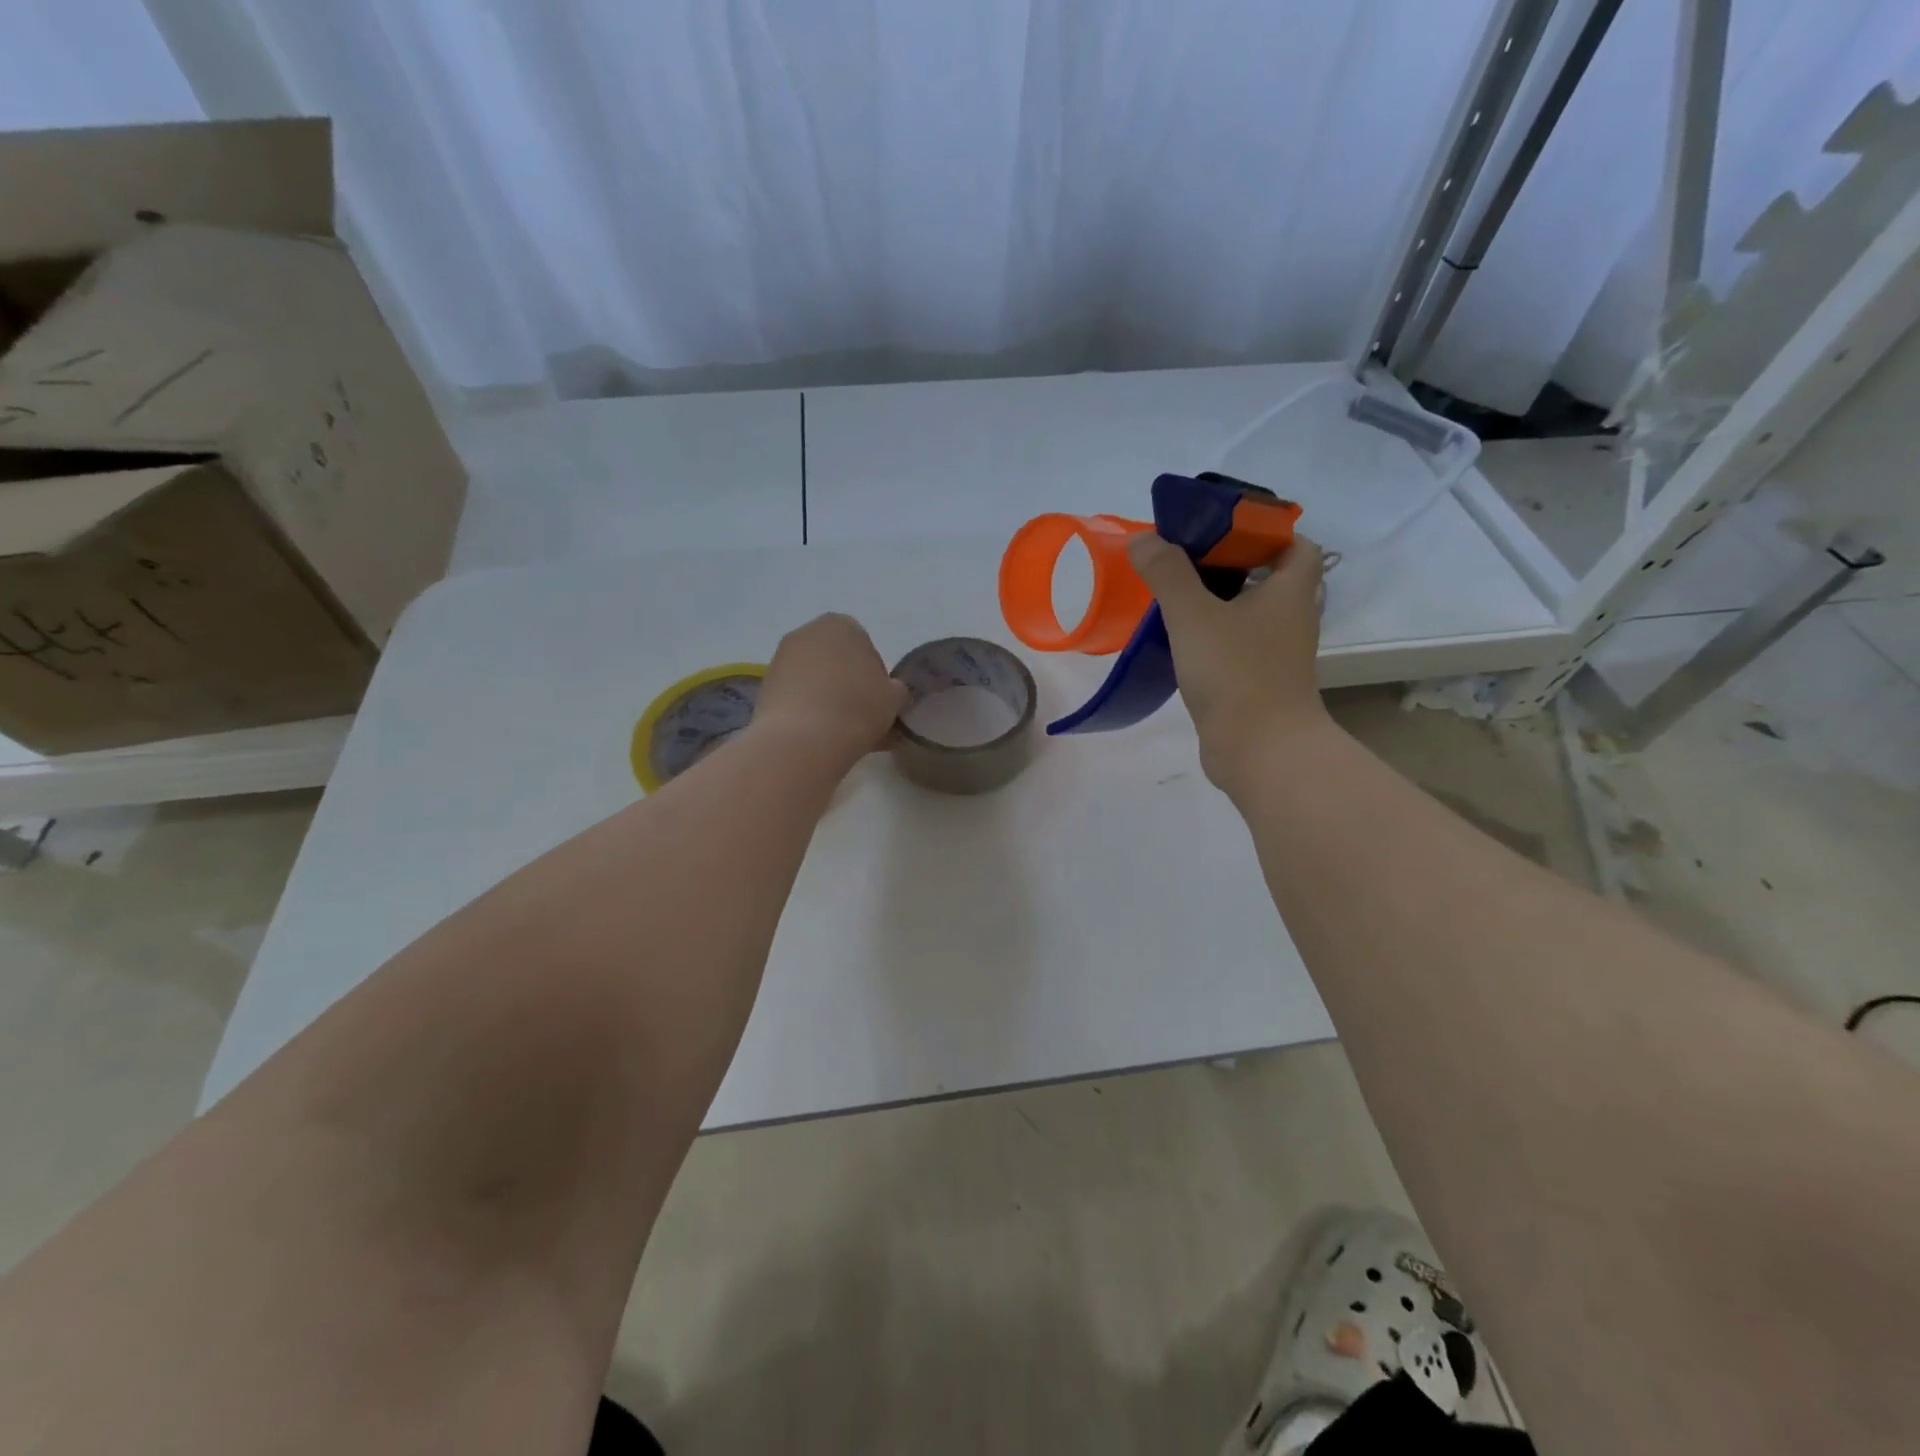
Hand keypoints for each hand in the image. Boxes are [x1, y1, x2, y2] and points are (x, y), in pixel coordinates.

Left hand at [752, 613, 909, 768]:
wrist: (802, 741)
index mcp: (842, 624)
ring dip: (826, 698)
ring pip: (814, 679)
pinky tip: (818, 737)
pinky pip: (795, 696)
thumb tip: (888, 692)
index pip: (865, 646)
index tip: (877, 701)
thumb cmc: (856, 708)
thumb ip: (895, 689)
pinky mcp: (764, 687)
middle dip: (846, 683)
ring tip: (839, 731)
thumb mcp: (894, 699)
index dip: (874, 676)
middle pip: (835, 660)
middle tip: (859, 715)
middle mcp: (807, 633)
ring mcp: (780, 659)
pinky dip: (806, 711)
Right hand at [1125, 530, 1334, 793]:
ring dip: (1216, 601)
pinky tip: (1178, 640)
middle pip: (1267, 576)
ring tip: (1173, 594)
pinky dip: (1211, 636)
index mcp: (1290, 590)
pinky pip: (1235, 645)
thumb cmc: (1236, 674)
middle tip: (1183, 559)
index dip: (1263, 530)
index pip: (1294, 543)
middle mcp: (1290, 617)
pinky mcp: (1257, 682)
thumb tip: (1143, 538)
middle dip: (1228, 564)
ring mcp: (1275, 653)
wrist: (1261, 751)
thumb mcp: (1194, 615)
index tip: (1220, 530)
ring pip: (1248, 613)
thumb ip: (1167, 573)